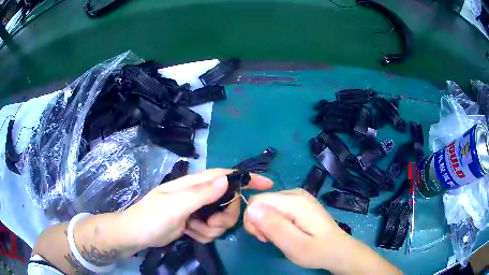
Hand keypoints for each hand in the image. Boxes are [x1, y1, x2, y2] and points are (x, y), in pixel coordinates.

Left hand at [120, 169, 272, 247]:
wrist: (137, 234)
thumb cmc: (151, 217)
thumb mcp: (175, 205)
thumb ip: (201, 193)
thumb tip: (226, 179)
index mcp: (195, 184)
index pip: (226, 175)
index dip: (246, 178)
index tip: (267, 185)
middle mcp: (199, 195)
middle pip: (228, 202)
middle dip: (223, 217)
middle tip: (209, 224)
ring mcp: (198, 210)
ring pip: (221, 219)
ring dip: (211, 229)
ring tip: (192, 229)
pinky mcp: (196, 223)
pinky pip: (212, 230)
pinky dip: (203, 234)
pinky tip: (189, 232)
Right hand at [243, 189, 349, 269]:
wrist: (338, 250)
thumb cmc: (317, 251)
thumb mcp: (294, 245)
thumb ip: (274, 226)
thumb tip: (252, 208)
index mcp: (294, 201)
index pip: (256, 201)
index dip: (253, 221)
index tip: (264, 238)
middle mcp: (295, 193)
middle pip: (261, 201)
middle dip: (259, 222)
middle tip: (270, 240)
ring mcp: (298, 196)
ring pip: (267, 205)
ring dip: (266, 223)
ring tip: (279, 238)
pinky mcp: (300, 202)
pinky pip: (276, 207)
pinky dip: (274, 220)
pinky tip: (285, 231)